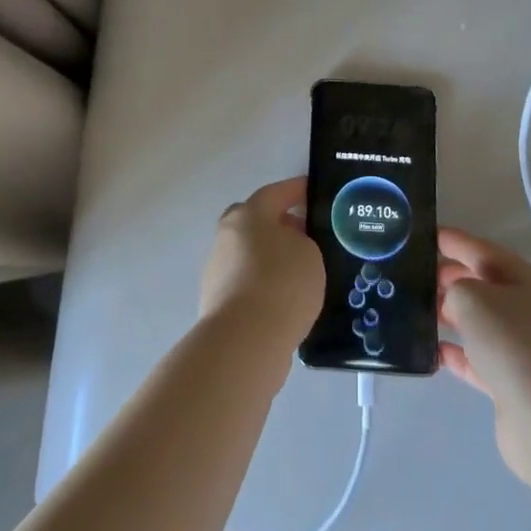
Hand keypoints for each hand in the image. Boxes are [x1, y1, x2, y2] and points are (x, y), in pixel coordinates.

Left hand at [200, 176, 324, 348]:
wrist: (245, 340)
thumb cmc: (282, 283)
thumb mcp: (309, 253)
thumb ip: (302, 240)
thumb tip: (289, 244)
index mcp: (249, 214)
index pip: (276, 192)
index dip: (297, 190)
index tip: (314, 191)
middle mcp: (227, 235)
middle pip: (256, 222)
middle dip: (280, 224)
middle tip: (306, 235)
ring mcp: (218, 268)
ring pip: (250, 253)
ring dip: (271, 257)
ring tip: (301, 272)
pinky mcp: (217, 299)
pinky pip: (247, 281)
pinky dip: (264, 284)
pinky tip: (285, 298)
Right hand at [439, 228, 530, 483]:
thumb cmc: (513, 343)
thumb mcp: (473, 298)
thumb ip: (455, 287)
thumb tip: (453, 300)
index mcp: (525, 279)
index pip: (481, 250)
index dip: (452, 240)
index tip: (422, 235)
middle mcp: (528, 309)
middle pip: (482, 285)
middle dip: (448, 278)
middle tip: (410, 275)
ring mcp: (523, 348)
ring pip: (479, 322)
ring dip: (450, 316)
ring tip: (414, 311)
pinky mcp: (513, 383)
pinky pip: (478, 360)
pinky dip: (456, 354)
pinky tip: (431, 352)